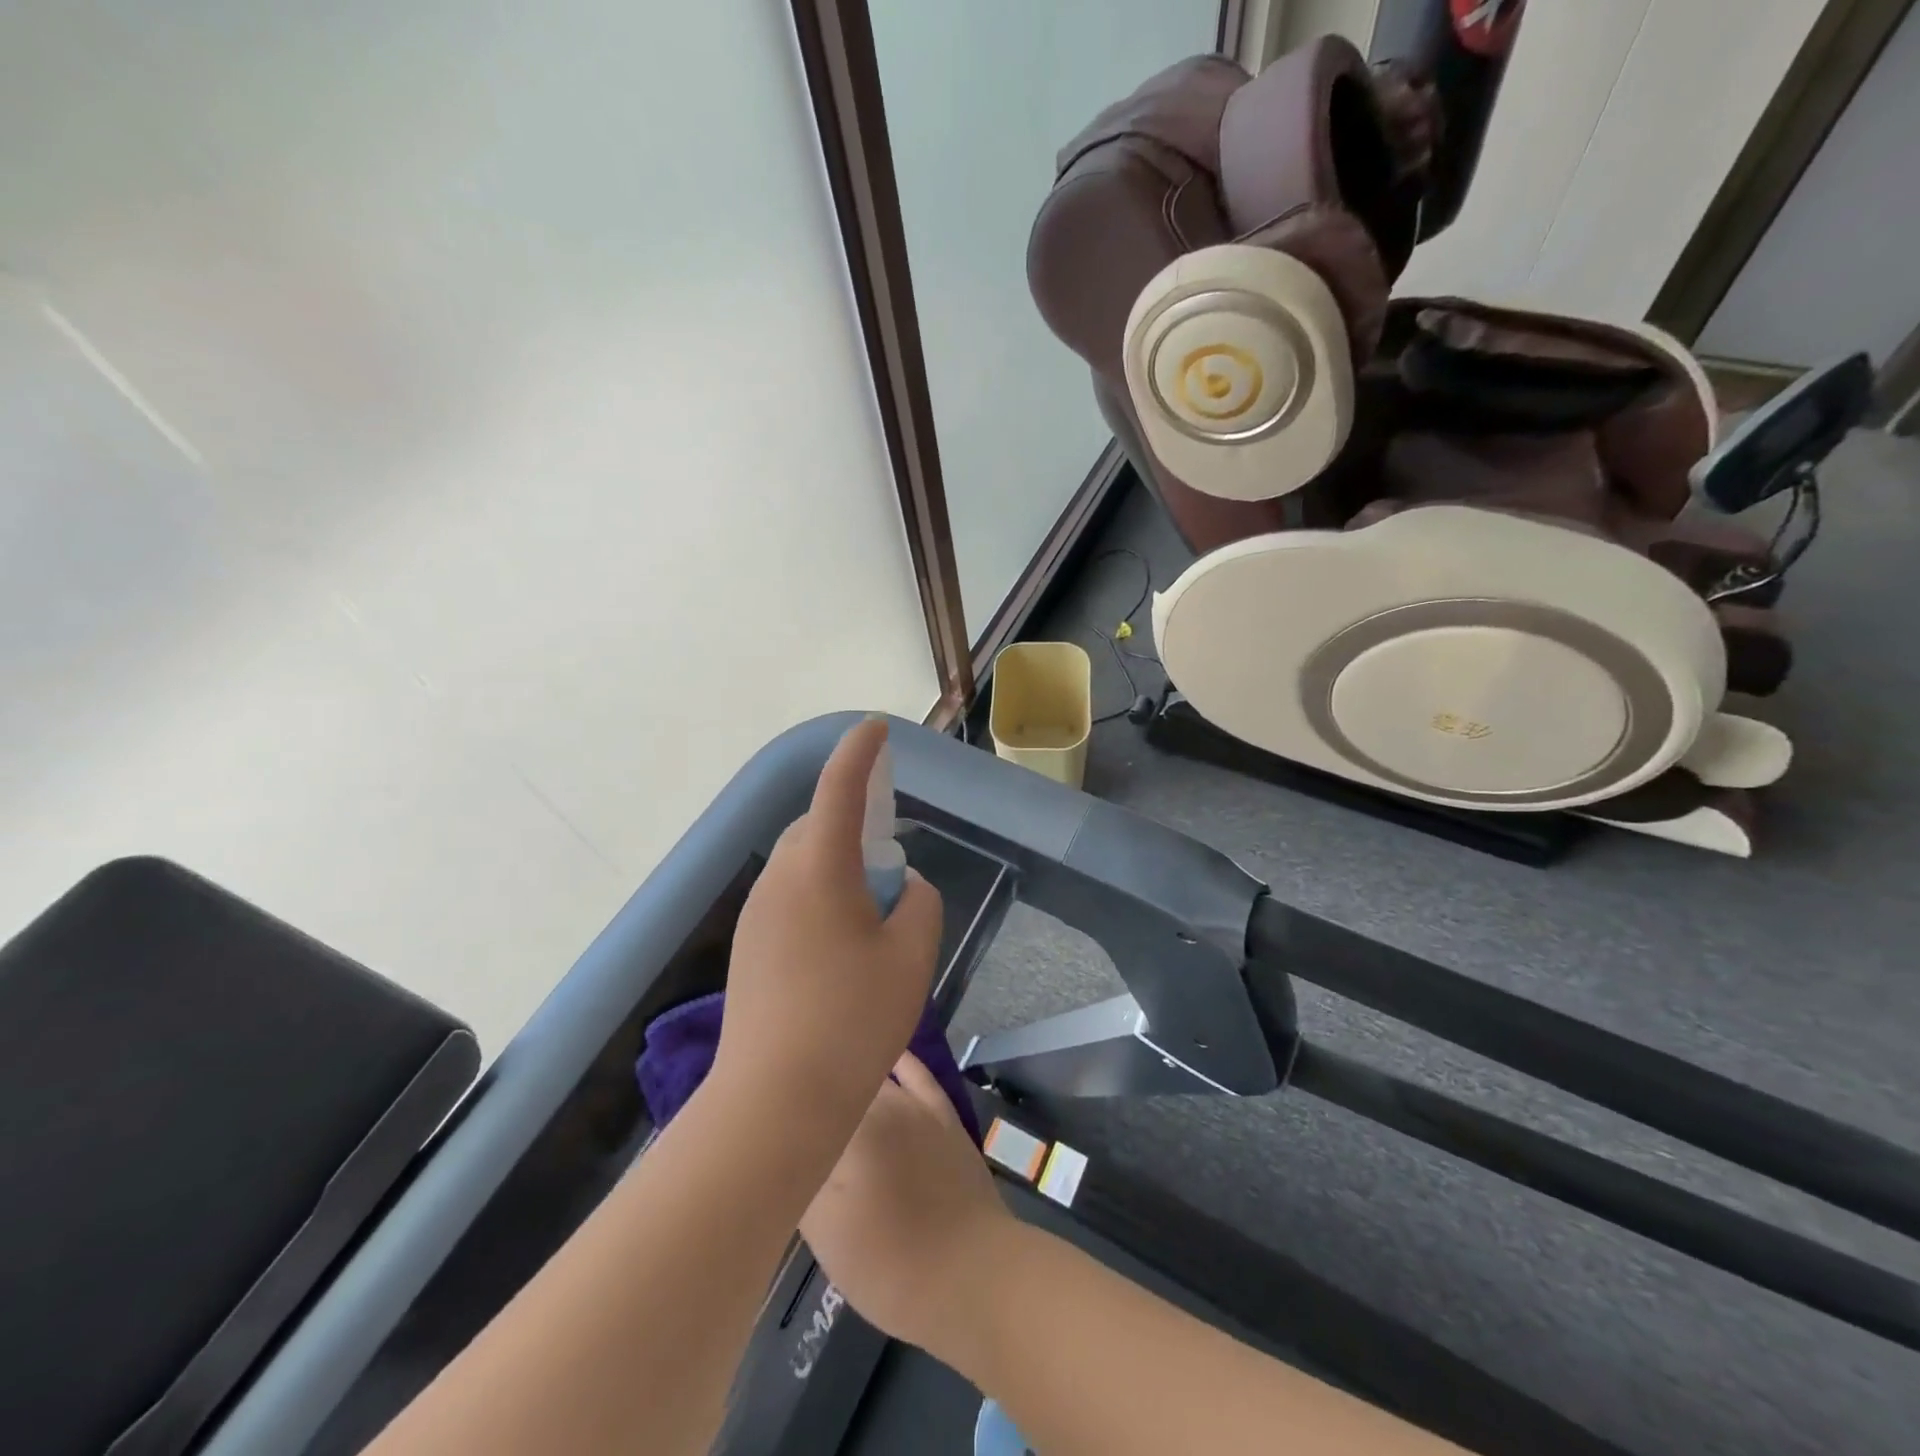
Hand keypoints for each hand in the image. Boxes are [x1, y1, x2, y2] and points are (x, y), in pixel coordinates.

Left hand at [714, 718, 943, 1134]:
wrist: (775, 1099)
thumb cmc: (852, 1020)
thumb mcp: (910, 955)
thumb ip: (919, 904)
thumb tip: (904, 887)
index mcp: (819, 868)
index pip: (840, 788)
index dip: (860, 752)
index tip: (876, 728)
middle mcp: (779, 879)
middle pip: (818, 827)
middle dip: (854, 825)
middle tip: (890, 864)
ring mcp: (756, 914)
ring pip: (802, 864)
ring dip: (837, 866)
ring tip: (871, 915)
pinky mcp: (748, 947)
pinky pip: (789, 897)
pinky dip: (820, 897)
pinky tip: (841, 948)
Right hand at [800, 1054, 1017, 1359]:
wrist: (970, 1273)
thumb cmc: (888, 1262)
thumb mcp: (824, 1232)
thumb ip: (800, 1178)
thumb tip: (783, 1146)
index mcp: (846, 1130)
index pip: (803, 1102)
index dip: (781, 1104)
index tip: (764, 1108)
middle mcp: (879, 1103)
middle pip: (838, 1083)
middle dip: (814, 1087)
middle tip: (789, 1100)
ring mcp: (915, 1106)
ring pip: (873, 1076)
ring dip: (850, 1071)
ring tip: (824, 1067)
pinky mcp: (943, 1115)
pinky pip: (917, 1075)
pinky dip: (899, 1061)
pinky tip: (887, 1055)